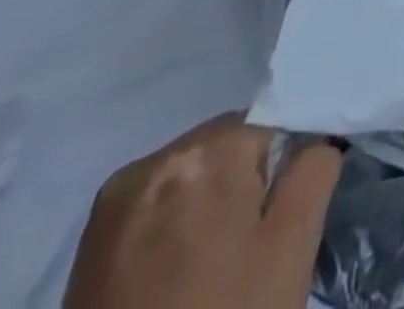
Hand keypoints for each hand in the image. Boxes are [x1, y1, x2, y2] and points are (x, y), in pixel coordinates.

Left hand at [62, 115, 340, 308]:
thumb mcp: (294, 243)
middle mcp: (154, 161)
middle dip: (243, 185)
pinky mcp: (87, 246)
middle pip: (228, 147)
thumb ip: (315, 166)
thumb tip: (312, 140)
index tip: (274, 224)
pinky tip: (172, 276)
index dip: (282, 173)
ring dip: (206, 206)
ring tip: (206, 268)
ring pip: (191, 176)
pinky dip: (172, 228)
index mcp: (207, 149)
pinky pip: (155, 207)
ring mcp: (112, 205)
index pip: (273, 127)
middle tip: (244, 252)